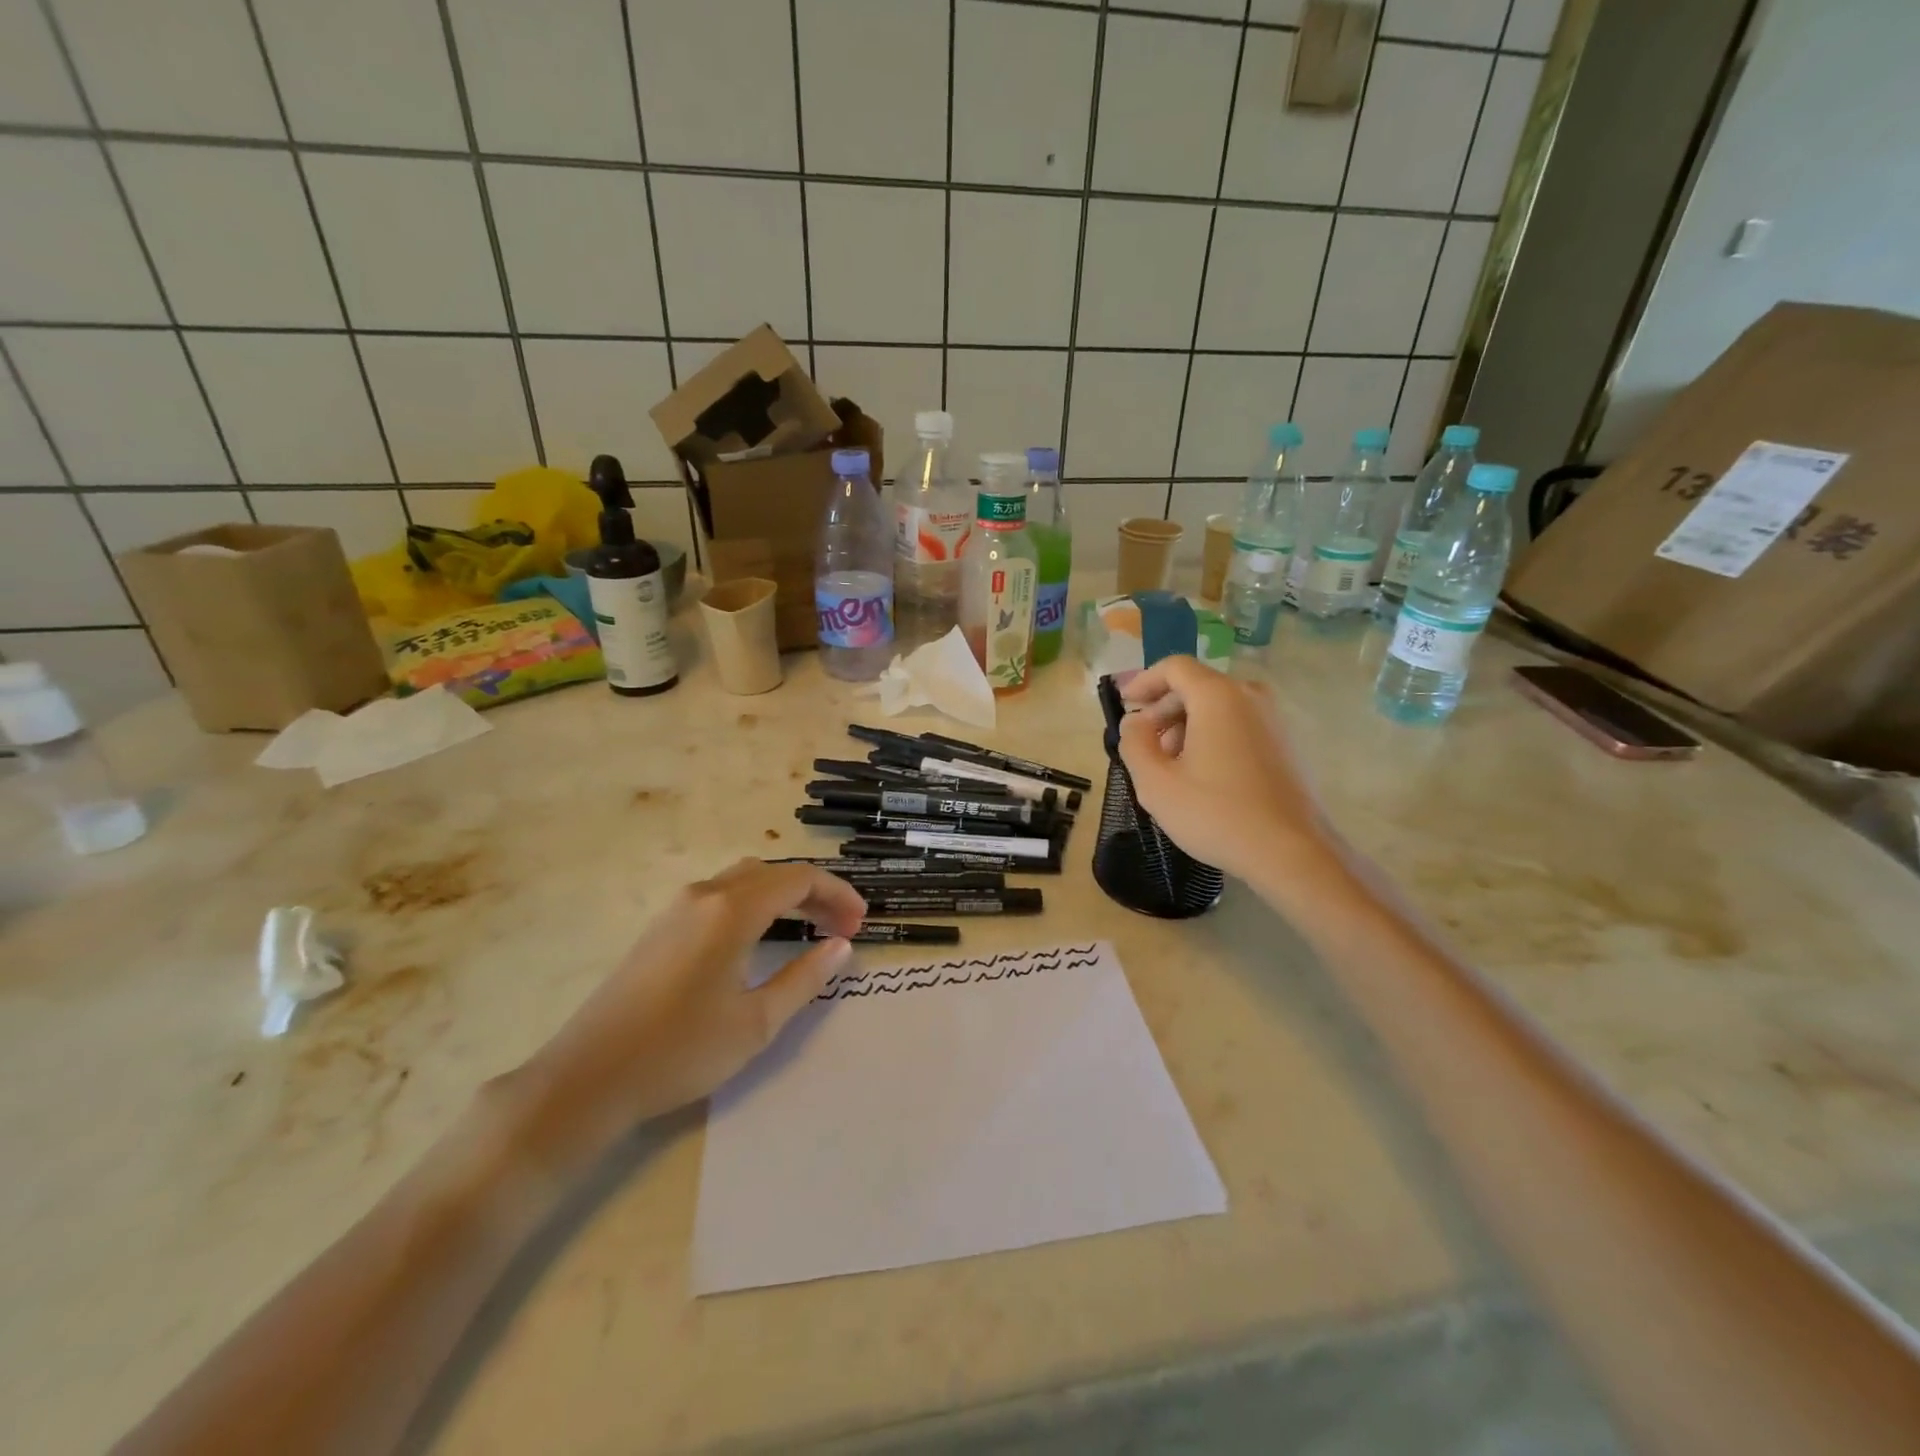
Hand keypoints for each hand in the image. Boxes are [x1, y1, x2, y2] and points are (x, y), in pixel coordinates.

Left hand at [502, 860, 865, 1163]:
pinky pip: (721, 895)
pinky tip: (762, 939)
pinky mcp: (662, 927)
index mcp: (731, 910)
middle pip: (773, 872)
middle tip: (842, 929)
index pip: (799, 879)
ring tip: (810, 929)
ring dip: (784, 896)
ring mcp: (678, 908)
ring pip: (745, 880)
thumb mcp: (756, 1022)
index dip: (838, 895)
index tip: (860, 924)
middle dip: (814, 893)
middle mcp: (705, 894)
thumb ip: (805, 978)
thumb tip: (840, 946)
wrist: (586, 1078)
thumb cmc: (680, 1051)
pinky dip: (756, 904)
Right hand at [1118, 656, 1333, 884]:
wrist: (1292, 853)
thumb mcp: (1156, 782)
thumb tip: (1135, 722)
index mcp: (1218, 696)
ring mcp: (1273, 719)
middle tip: (1142, 743)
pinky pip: (1238, 724)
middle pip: (1196, 686)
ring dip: (1186, 725)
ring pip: (1218, 707)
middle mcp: (1249, 696)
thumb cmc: (1216, 814)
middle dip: (1163, 709)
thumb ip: (1134, 743)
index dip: (1143, 681)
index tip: (1124, 705)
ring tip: (1169, 764)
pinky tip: (1201, 775)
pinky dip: (1212, 736)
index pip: (1174, 667)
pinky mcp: (1285, 744)